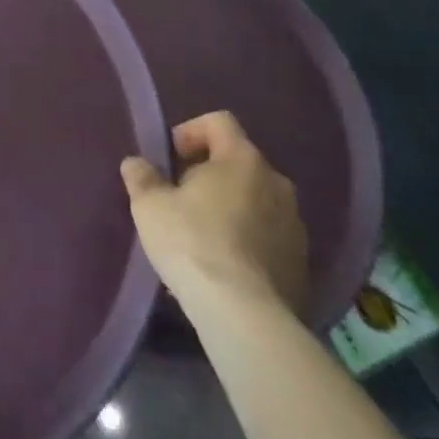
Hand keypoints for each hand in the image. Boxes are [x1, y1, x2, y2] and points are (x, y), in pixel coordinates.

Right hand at [120, 111, 307, 317]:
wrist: (245, 317)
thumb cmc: (193, 243)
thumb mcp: (150, 205)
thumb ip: (142, 177)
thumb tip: (136, 164)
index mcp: (242, 158)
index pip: (219, 121)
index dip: (191, 131)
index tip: (172, 158)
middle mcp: (276, 182)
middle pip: (238, 162)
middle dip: (210, 174)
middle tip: (182, 199)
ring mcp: (295, 225)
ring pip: (256, 201)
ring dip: (231, 209)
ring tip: (202, 238)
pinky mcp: (302, 265)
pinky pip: (269, 238)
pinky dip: (248, 242)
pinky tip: (224, 268)